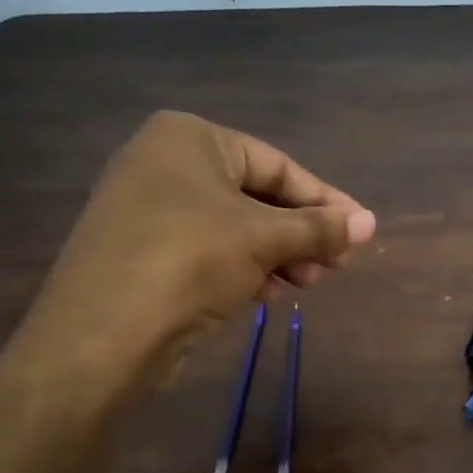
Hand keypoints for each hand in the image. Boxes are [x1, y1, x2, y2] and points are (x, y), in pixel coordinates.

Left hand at [13, 111, 373, 392]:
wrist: (101, 334)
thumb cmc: (189, 261)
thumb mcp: (263, 239)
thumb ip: (318, 229)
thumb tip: (371, 222)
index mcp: (189, 138)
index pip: (276, 165)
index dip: (324, 200)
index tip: (360, 229)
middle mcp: (163, 163)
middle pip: (254, 196)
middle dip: (298, 234)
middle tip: (333, 267)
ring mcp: (147, 208)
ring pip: (232, 227)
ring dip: (276, 255)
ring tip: (305, 285)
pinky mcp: (141, 251)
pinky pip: (206, 249)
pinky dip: (242, 268)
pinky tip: (268, 293)